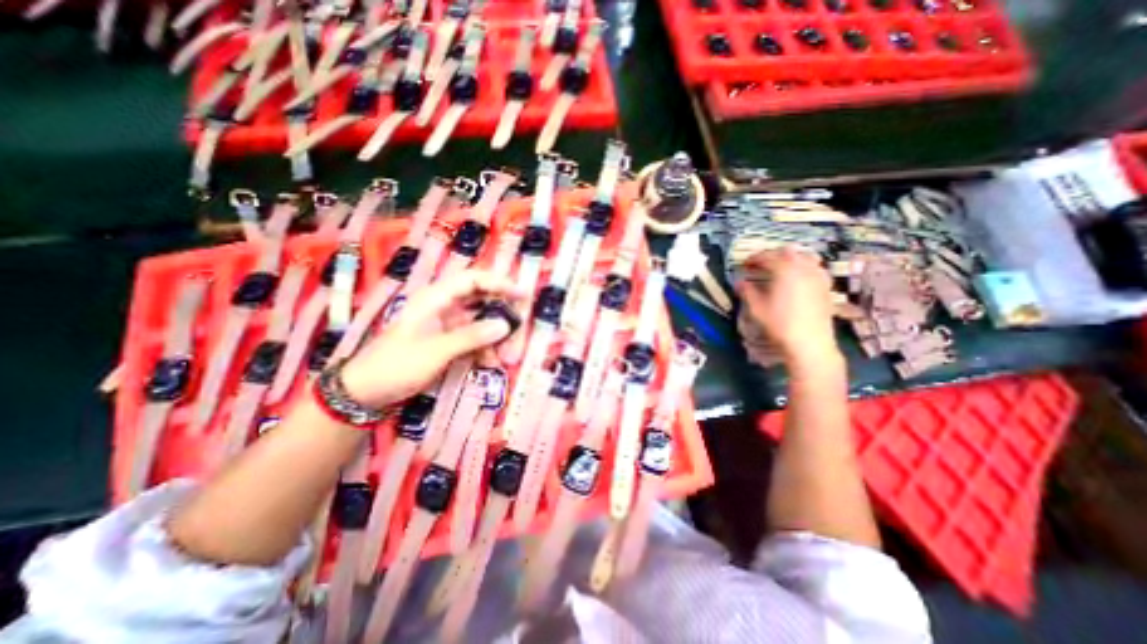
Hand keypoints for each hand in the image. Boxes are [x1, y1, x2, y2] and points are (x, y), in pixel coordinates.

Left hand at [340, 272, 519, 406]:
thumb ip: (471, 336)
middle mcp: (443, 307)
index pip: (473, 280)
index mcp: (435, 299)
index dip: (499, 283)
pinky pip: (473, 339)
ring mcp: (445, 325)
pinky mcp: (446, 341)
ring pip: (479, 322)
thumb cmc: (396, 365)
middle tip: (519, 328)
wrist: (365, 392)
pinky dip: (483, 348)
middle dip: (501, 313)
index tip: (522, 294)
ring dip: (494, 336)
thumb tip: (505, 325)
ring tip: (507, 355)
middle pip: (481, 300)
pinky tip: (490, 362)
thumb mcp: (436, 351)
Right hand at [739, 246, 838, 363]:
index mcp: (784, 269)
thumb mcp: (757, 307)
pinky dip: (803, 266)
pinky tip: (797, 278)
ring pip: (804, 256)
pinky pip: (815, 267)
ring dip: (789, 258)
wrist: (809, 342)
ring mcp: (818, 276)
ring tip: (778, 268)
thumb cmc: (779, 323)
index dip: (753, 259)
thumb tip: (739, 282)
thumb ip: (747, 291)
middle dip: (771, 255)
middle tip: (759, 265)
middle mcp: (803, 267)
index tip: (744, 265)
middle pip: (787, 252)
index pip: (766, 256)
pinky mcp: (826, 286)